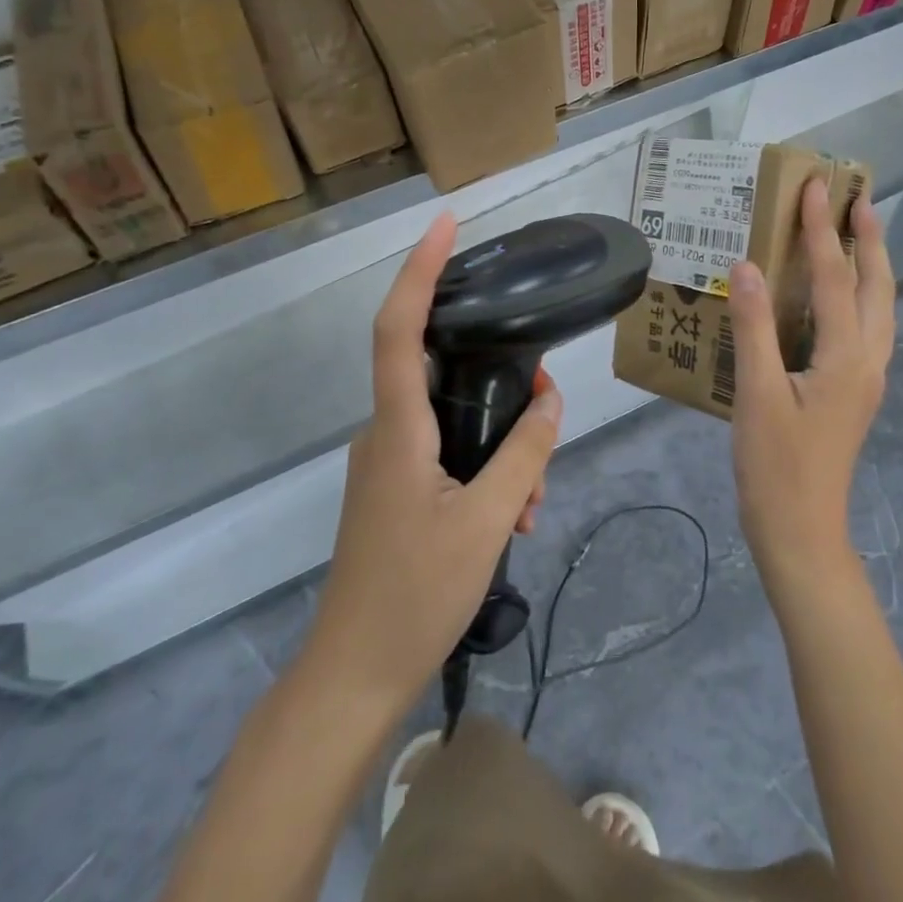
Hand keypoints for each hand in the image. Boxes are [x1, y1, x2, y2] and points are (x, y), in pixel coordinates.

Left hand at [308, 212, 562, 710]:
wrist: (352, 677)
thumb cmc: (414, 597)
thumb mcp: (487, 523)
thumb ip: (524, 453)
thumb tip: (550, 397)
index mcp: (398, 429)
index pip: (399, 326)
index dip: (420, 269)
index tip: (446, 224)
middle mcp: (384, 431)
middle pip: (439, 368)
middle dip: (499, 377)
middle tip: (546, 403)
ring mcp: (386, 460)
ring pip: (450, 418)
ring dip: (499, 440)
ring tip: (532, 498)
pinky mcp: (393, 486)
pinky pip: (443, 450)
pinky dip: (483, 465)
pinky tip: (513, 512)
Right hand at [728, 179, 894, 595]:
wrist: (802, 531)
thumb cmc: (775, 466)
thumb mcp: (757, 394)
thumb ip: (754, 326)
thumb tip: (747, 266)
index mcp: (847, 356)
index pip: (834, 276)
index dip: (822, 229)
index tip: (815, 186)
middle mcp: (869, 359)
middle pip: (876, 285)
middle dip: (868, 237)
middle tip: (855, 196)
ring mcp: (867, 376)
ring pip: (878, 305)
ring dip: (869, 263)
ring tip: (855, 230)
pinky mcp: (856, 389)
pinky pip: (866, 325)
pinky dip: (857, 292)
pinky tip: (837, 292)